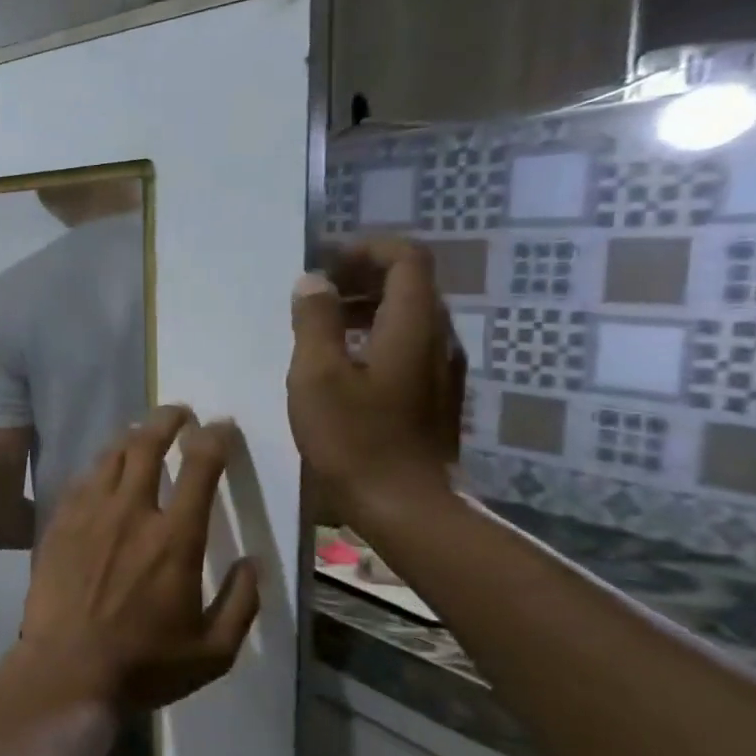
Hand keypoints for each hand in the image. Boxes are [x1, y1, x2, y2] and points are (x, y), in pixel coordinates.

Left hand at [14, 405, 259, 712]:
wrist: (67, 669)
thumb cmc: (144, 664)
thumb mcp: (214, 650)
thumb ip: (242, 602)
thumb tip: (253, 562)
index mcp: (175, 538)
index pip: (200, 468)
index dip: (214, 439)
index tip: (221, 427)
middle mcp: (131, 512)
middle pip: (146, 444)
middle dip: (167, 419)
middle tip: (179, 412)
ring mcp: (88, 513)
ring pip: (109, 455)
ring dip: (131, 437)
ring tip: (142, 433)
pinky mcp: (59, 522)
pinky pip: (81, 479)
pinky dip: (99, 465)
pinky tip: (104, 470)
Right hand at [287, 239, 463, 529]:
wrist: (405, 506)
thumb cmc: (354, 438)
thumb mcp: (317, 375)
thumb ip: (315, 321)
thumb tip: (314, 281)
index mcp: (413, 326)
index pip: (407, 259)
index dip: (367, 249)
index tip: (325, 263)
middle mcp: (438, 339)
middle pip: (411, 284)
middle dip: (362, 276)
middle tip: (315, 292)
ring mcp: (442, 370)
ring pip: (409, 316)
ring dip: (366, 307)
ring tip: (320, 327)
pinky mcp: (435, 396)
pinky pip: (408, 345)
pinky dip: (375, 336)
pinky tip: (342, 364)